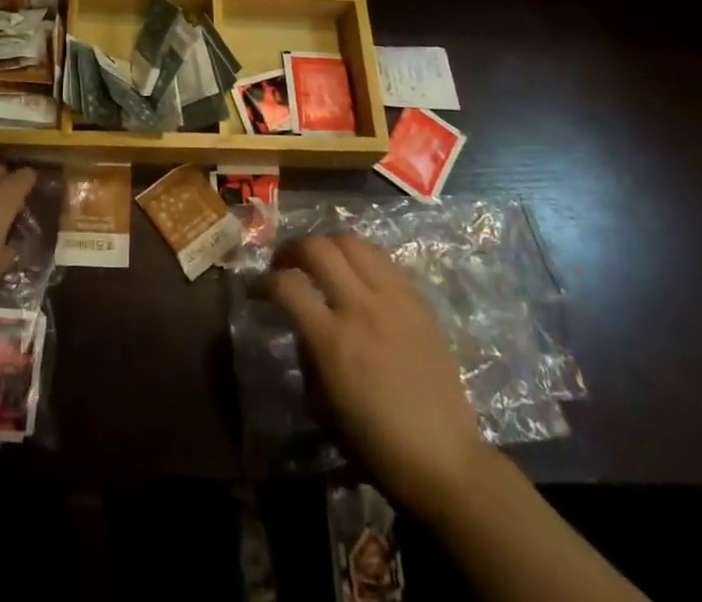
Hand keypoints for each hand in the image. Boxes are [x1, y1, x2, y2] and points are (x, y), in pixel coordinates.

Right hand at [268, 233, 492, 522]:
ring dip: (328, 244)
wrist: (445, 459)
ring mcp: (393, 299)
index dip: (264, 282)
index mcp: (333, 341)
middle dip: (292, 248)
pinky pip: (382, 259)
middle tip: (285, 263)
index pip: (287, 286)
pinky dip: (360, 257)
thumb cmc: (377, 445)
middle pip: (318, 247)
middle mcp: (361, 307)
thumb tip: (303, 325)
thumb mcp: (323, 407)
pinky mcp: (418, 300)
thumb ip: (308, 357)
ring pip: (352, 241)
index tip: (257, 289)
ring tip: (322, 261)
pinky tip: (357, 274)